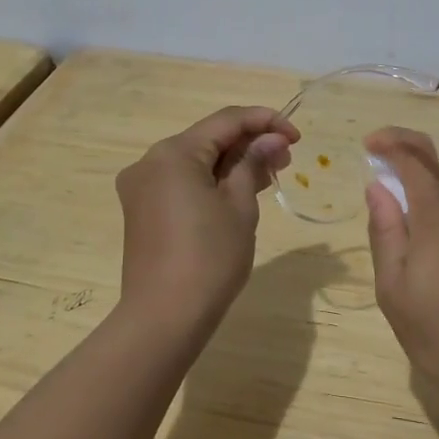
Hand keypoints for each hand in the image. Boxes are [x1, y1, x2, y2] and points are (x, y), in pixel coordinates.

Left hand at [116, 105, 297, 328]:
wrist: (164, 317)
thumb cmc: (210, 257)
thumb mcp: (240, 205)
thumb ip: (253, 163)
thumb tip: (271, 138)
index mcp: (173, 153)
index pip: (226, 120)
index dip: (265, 121)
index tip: (297, 136)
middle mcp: (150, 162)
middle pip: (208, 139)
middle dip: (249, 143)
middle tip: (286, 158)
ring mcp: (142, 187)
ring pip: (195, 161)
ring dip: (232, 163)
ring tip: (270, 175)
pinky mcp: (142, 210)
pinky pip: (182, 182)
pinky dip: (211, 181)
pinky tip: (240, 191)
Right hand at [363, 127, 438, 413]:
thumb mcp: (395, 290)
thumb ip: (385, 232)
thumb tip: (379, 188)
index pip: (416, 160)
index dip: (392, 143)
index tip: (371, 144)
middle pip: (434, 199)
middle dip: (413, 219)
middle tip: (402, 272)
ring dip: (438, 243)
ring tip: (434, 298)